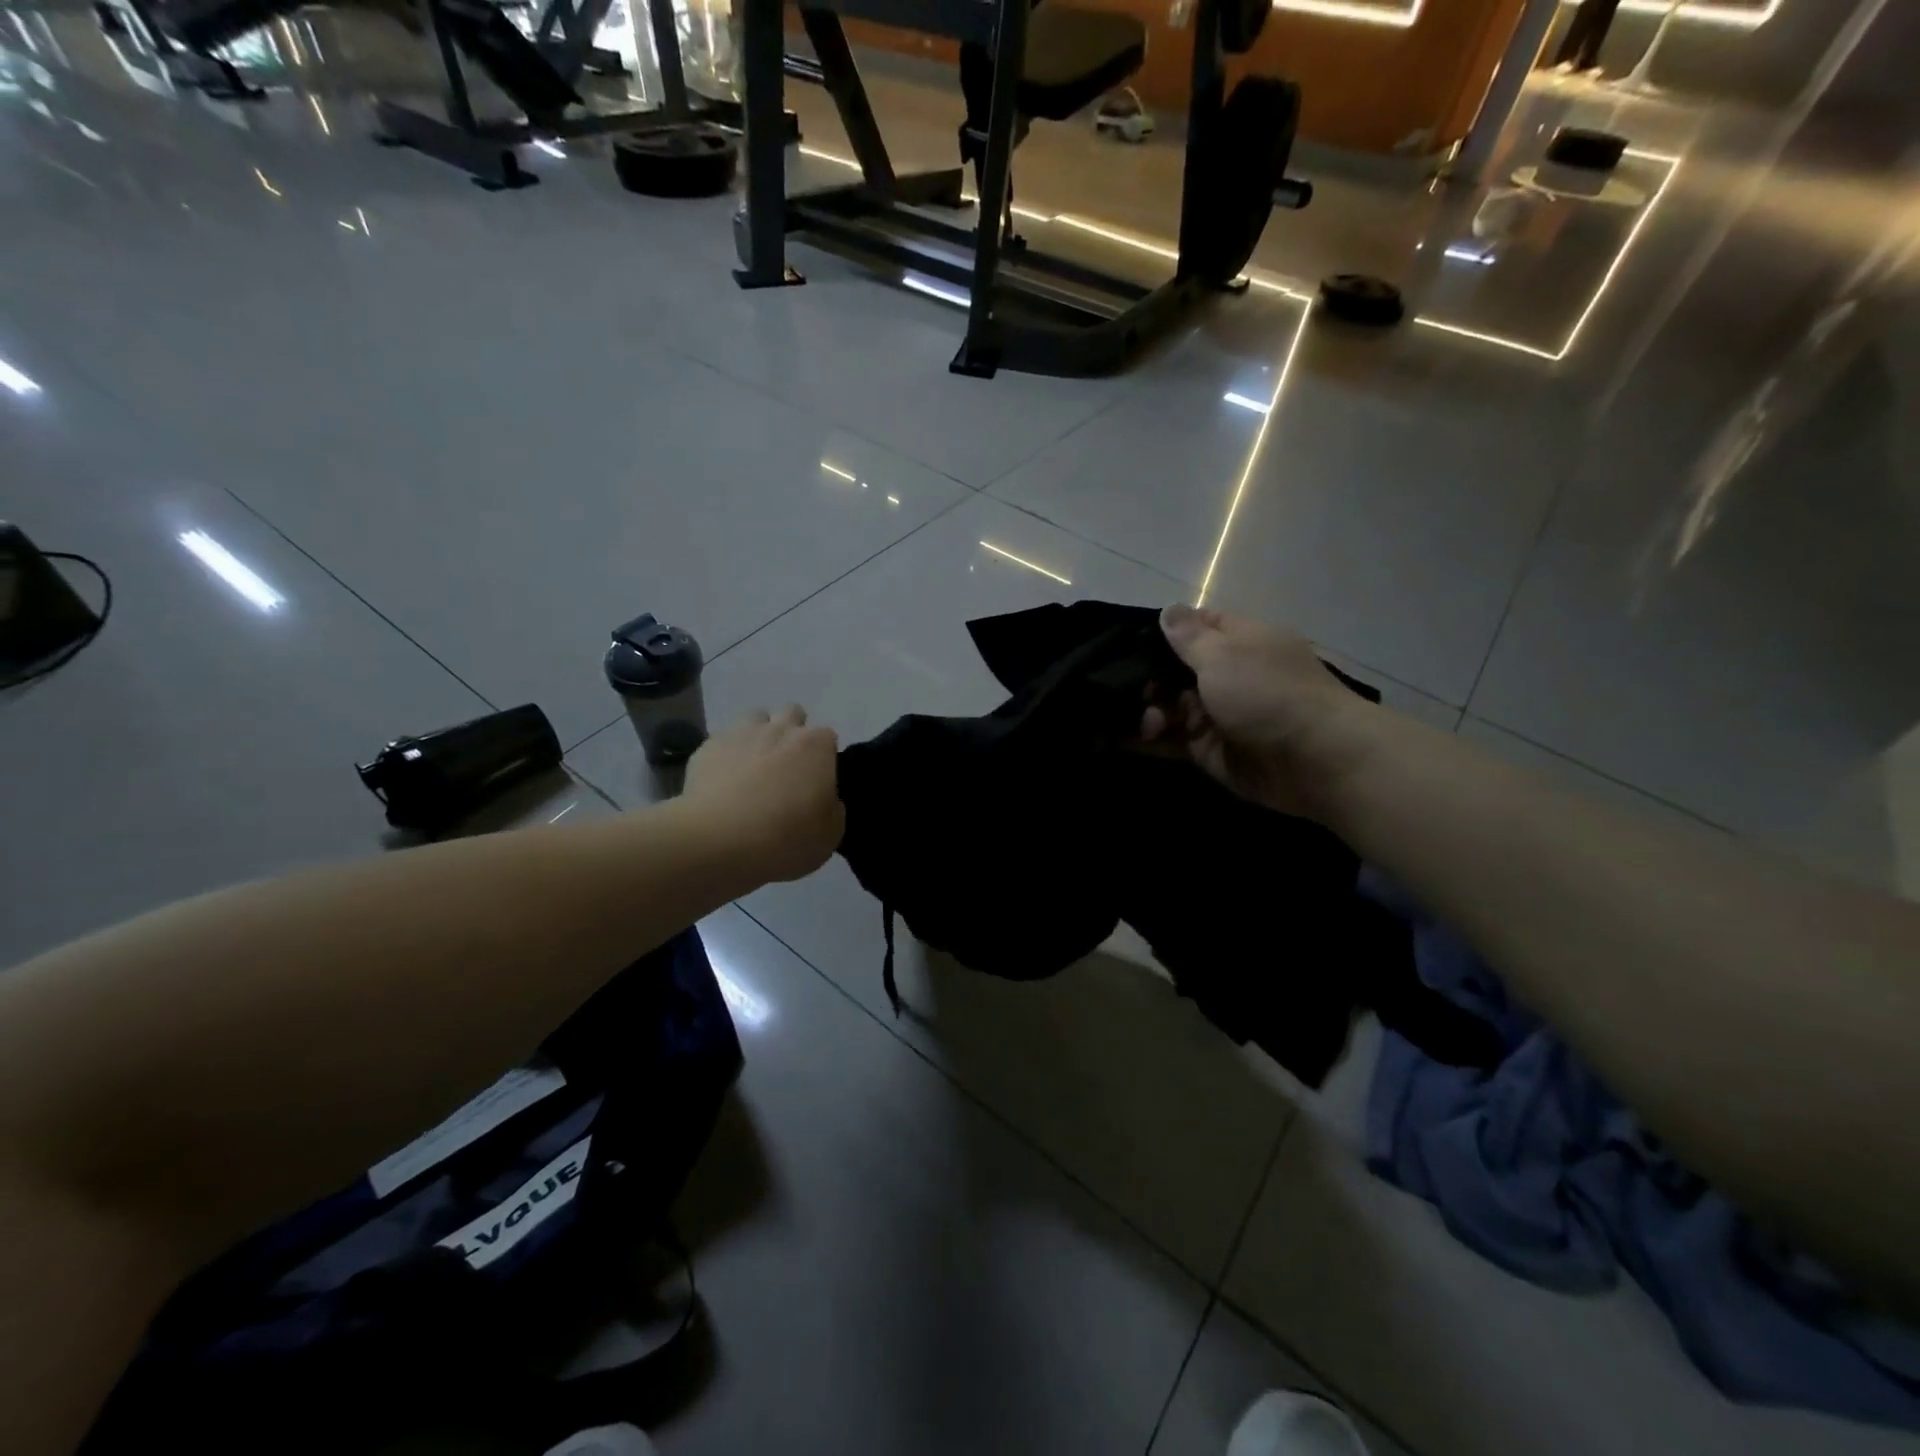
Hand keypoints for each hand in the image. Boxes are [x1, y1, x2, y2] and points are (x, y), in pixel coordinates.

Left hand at [683, 707, 843, 883]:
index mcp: (816, 746)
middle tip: (788, 768)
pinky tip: (723, 783)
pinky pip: (723, 742)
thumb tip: (825, 799)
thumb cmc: (785, 838)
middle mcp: (780, 729)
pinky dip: (727, 756)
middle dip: (792, 732)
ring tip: (754, 768)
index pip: (828, 737)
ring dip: (759, 735)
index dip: (824, 758)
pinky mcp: (707, 748)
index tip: (817, 782)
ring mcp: (741, 734)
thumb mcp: (830, 835)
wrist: (717, 841)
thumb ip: (833, 809)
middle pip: (792, 713)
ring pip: (755, 718)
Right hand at [1142, 605, 1377, 819]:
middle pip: (1176, 671)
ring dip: (1147, 712)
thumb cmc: (1267, 693)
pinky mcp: (1211, 752)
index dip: (1163, 633)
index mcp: (1240, 642)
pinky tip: (1122, 739)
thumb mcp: (1222, 654)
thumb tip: (1168, 611)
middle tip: (1122, 690)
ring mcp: (1219, 716)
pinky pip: (1173, 742)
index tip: (1124, 642)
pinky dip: (1149, 741)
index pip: (1195, 627)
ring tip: (1142, 722)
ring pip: (1171, 708)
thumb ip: (1188, 637)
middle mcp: (1229, 676)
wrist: (1316, 761)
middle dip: (1147, 679)